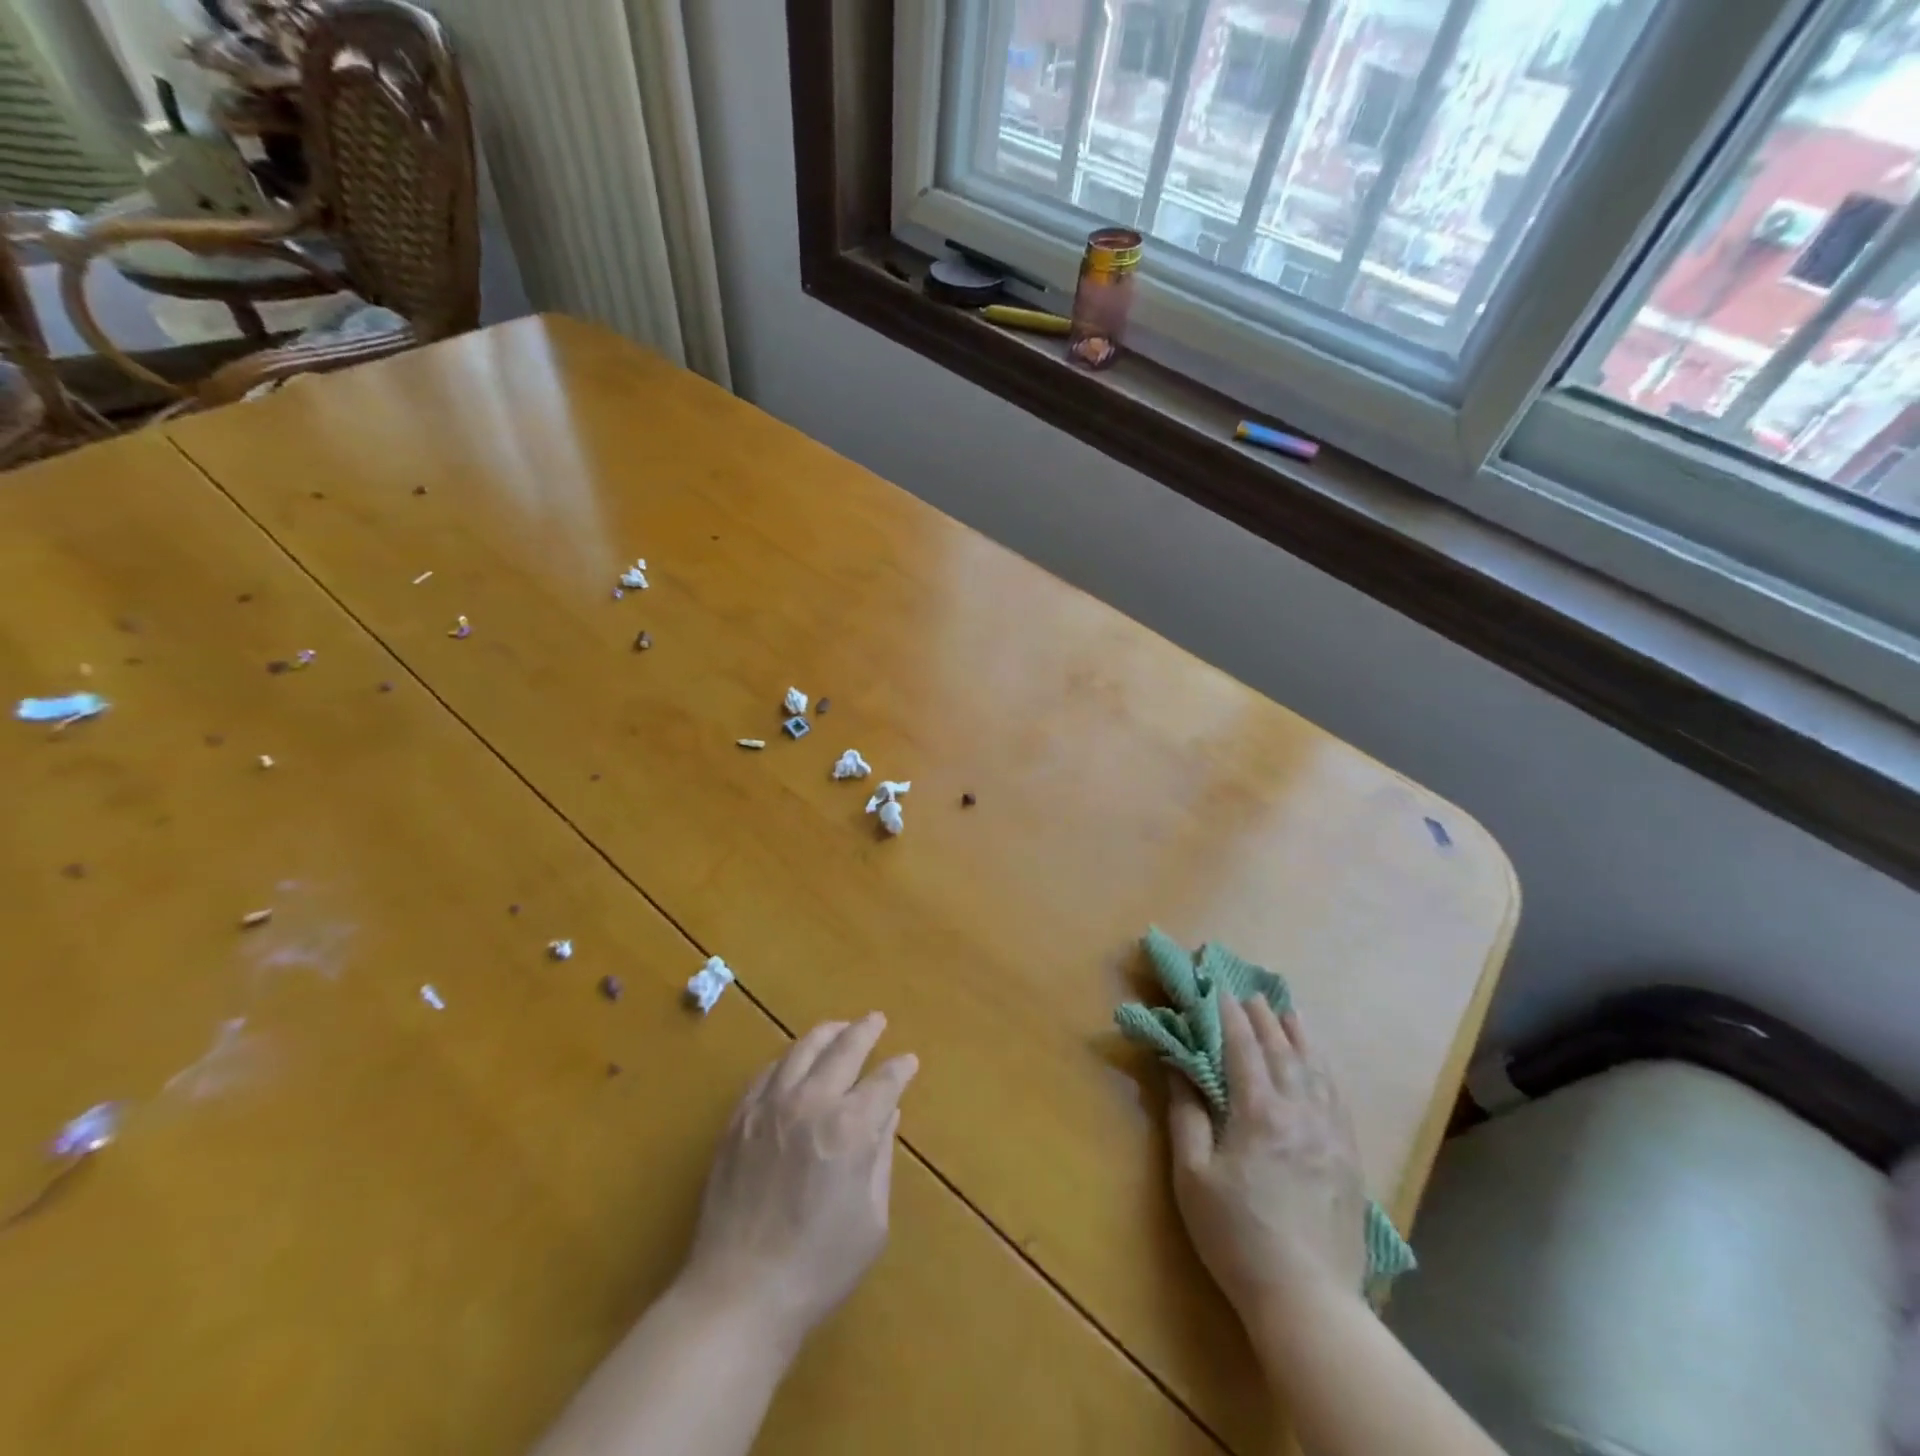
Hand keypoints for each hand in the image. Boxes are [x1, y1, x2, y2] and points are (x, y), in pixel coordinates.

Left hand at [678, 1014, 918, 1349]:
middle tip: (877, 1020)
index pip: (883, 1081)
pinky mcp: (739, 1120)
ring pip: (802, 1049)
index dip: (900, 1068)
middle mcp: (810, 1103)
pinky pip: (767, 1072)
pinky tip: (795, 1060)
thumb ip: (880, 1159)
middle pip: (843, 1049)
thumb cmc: (817, 1268)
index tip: (909, 1061)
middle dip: (865, 1031)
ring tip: (840, 1027)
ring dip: (827, 1034)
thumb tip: (887, 1115)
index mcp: (849, 1129)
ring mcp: (769, 1107)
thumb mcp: (871, 1221)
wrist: (738, 1295)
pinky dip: (788, 1058)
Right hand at [1168, 996, 1365, 1345]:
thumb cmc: (1236, 1236)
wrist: (1307, 1300)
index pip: (1242, 1048)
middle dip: (1263, 1017)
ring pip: (1315, 1069)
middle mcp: (1299, 1112)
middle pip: (1281, 1050)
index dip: (1229, 1015)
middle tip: (1250, 992)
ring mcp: (1330, 1134)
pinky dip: (1325, 1069)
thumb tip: (1177, 1068)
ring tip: (1287, 1011)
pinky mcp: (1349, 1158)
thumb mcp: (1192, 1176)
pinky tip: (1320, 1064)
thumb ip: (1185, 1116)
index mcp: (1258, 1112)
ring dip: (1299, 1035)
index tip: (1218, 989)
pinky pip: (1338, 1097)